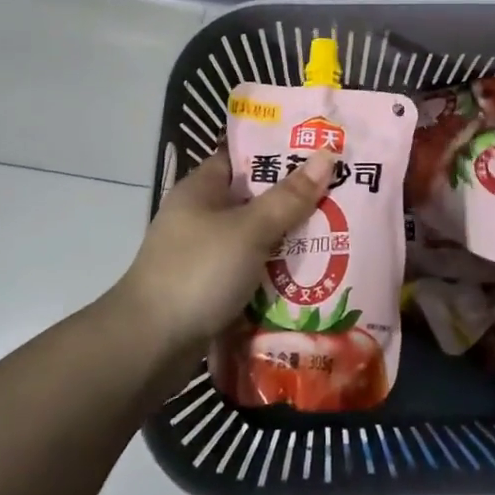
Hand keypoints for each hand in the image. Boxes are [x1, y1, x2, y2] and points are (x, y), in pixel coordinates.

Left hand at [115, 148, 335, 355]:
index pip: (246, 156)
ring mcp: (207, 253)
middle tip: (345, 191)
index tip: (324, 148)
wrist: (148, 347)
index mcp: (203, 188)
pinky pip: (253, 270)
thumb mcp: (249, 229)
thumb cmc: (197, 272)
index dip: (283, 149)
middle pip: (258, 197)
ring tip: (341, 231)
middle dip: (297, 198)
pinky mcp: (212, 288)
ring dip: (291, 239)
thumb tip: (327, 154)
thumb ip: (289, 197)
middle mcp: (203, 215)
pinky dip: (277, 271)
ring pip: (258, 237)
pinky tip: (314, 274)